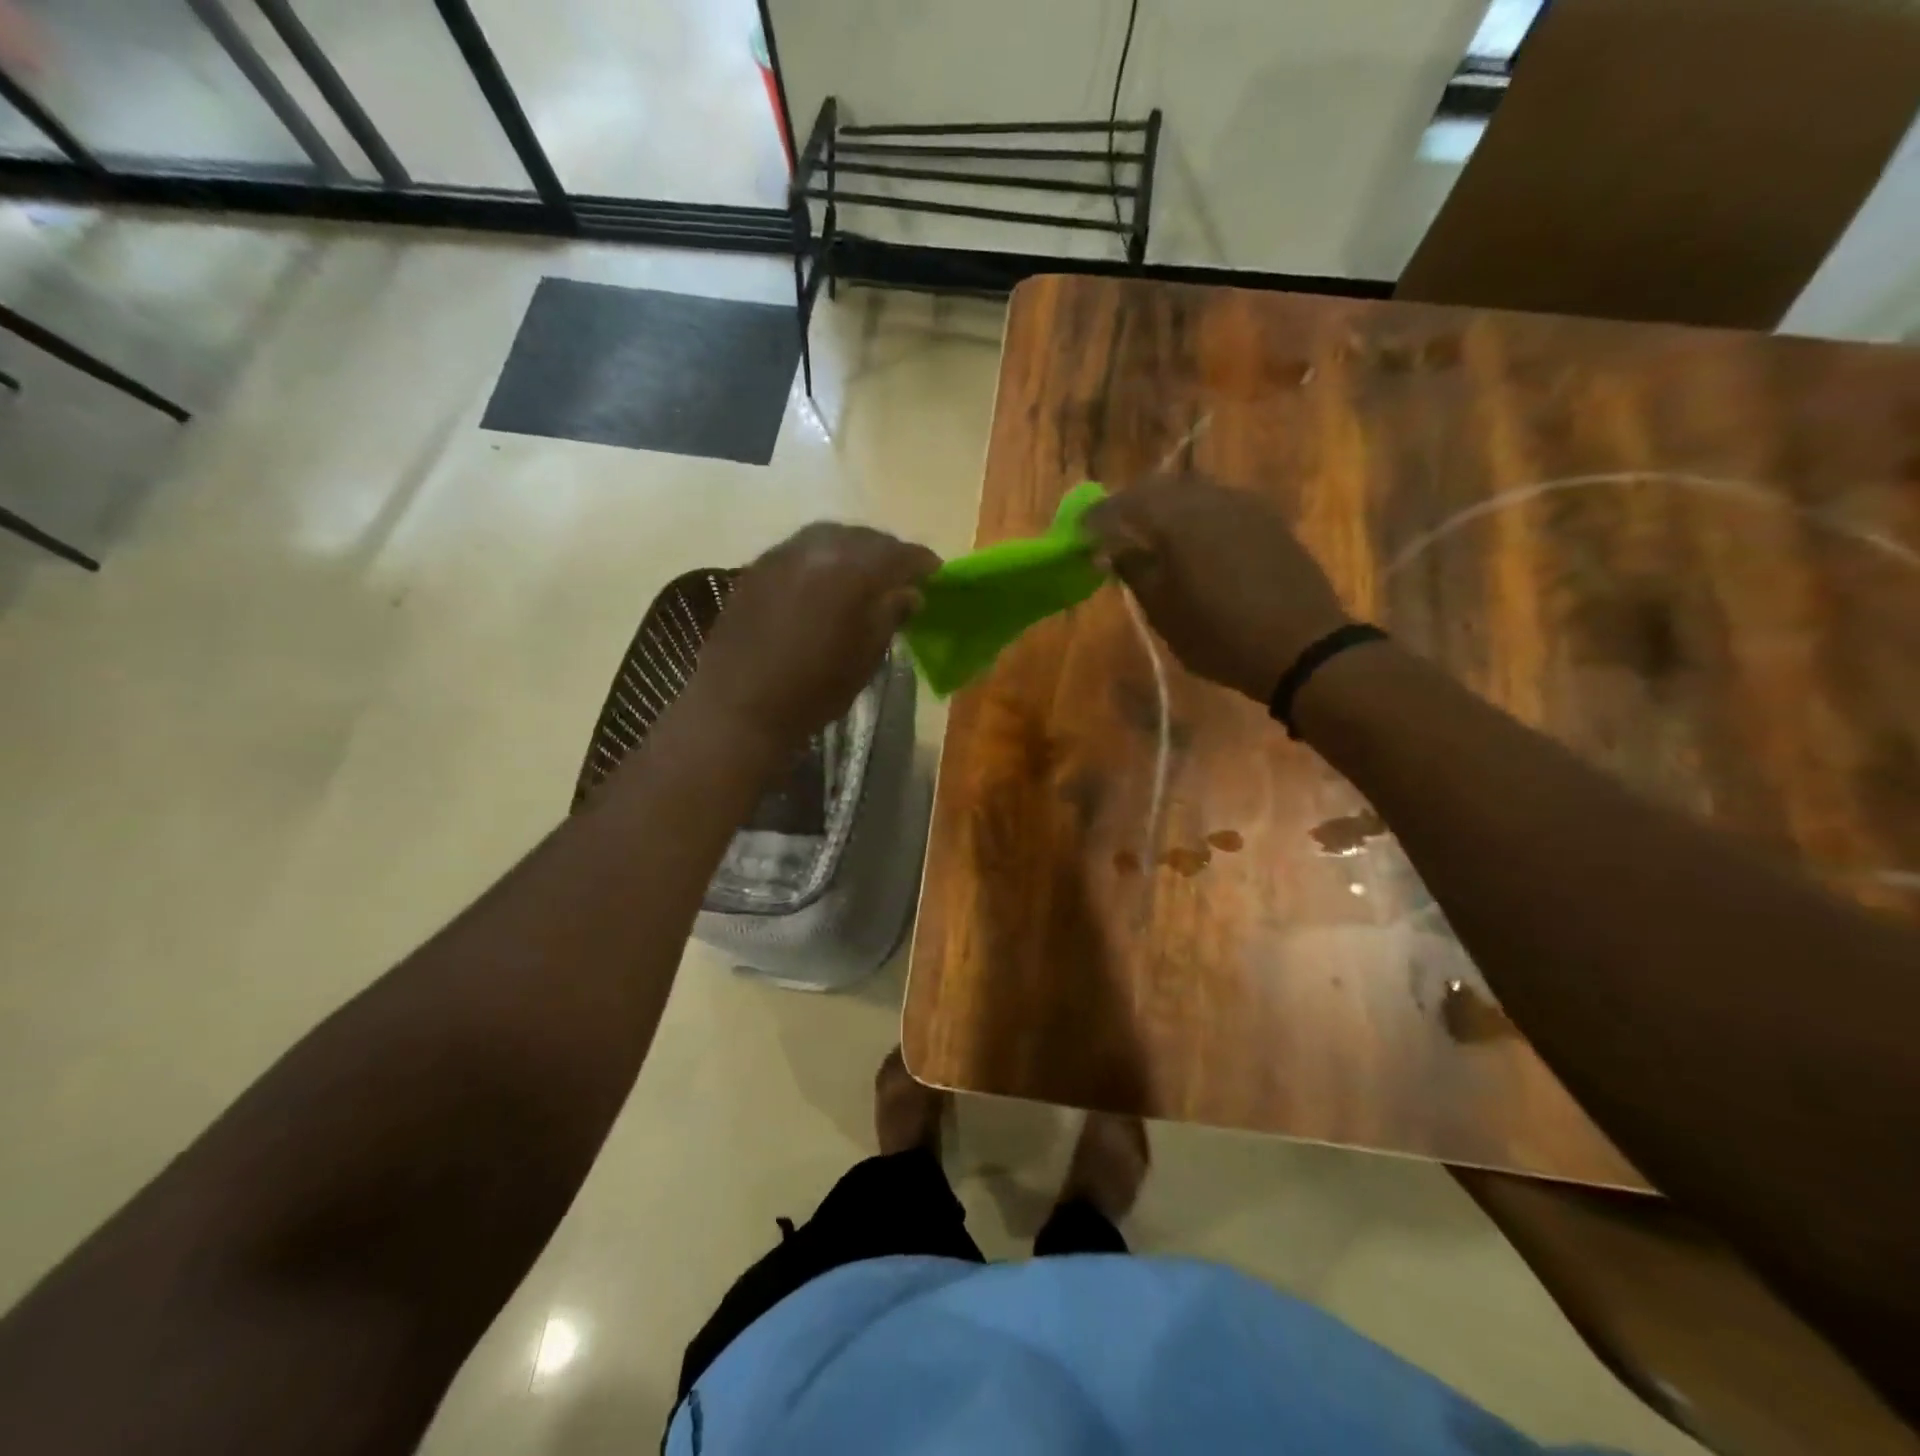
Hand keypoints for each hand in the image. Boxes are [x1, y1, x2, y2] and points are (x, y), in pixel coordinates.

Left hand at [688, 523, 939, 745]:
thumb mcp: (866, 658)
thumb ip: (890, 615)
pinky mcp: (756, 567)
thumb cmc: (814, 690)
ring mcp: (782, 553)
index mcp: (853, 570)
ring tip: (863, 575)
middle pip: (864, 537)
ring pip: (829, 537)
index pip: (899, 553)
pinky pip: (800, 549)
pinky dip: (821, 558)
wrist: (739, 707)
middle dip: (886, 553)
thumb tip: (909, 593)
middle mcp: (817, 548)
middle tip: (900, 576)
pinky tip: (824, 582)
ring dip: (852, 550)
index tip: (935, 575)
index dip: (922, 563)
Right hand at [1084, 474, 1352, 702]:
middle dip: (1129, 507)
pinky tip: (1193, 542)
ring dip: (1164, 508)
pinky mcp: (1267, 518)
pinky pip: (1218, 503)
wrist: (1302, 645)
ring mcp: (1242, 503)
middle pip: (1157, 488)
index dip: (1096, 520)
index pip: (1120, 506)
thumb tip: (1112, 548)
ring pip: (1190, 491)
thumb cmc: (1219, 635)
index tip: (1080, 536)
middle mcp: (1207, 498)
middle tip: (1113, 533)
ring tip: (1152, 538)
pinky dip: (1195, 515)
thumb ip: (1134, 570)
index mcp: (1174, 518)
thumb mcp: (1163, 611)